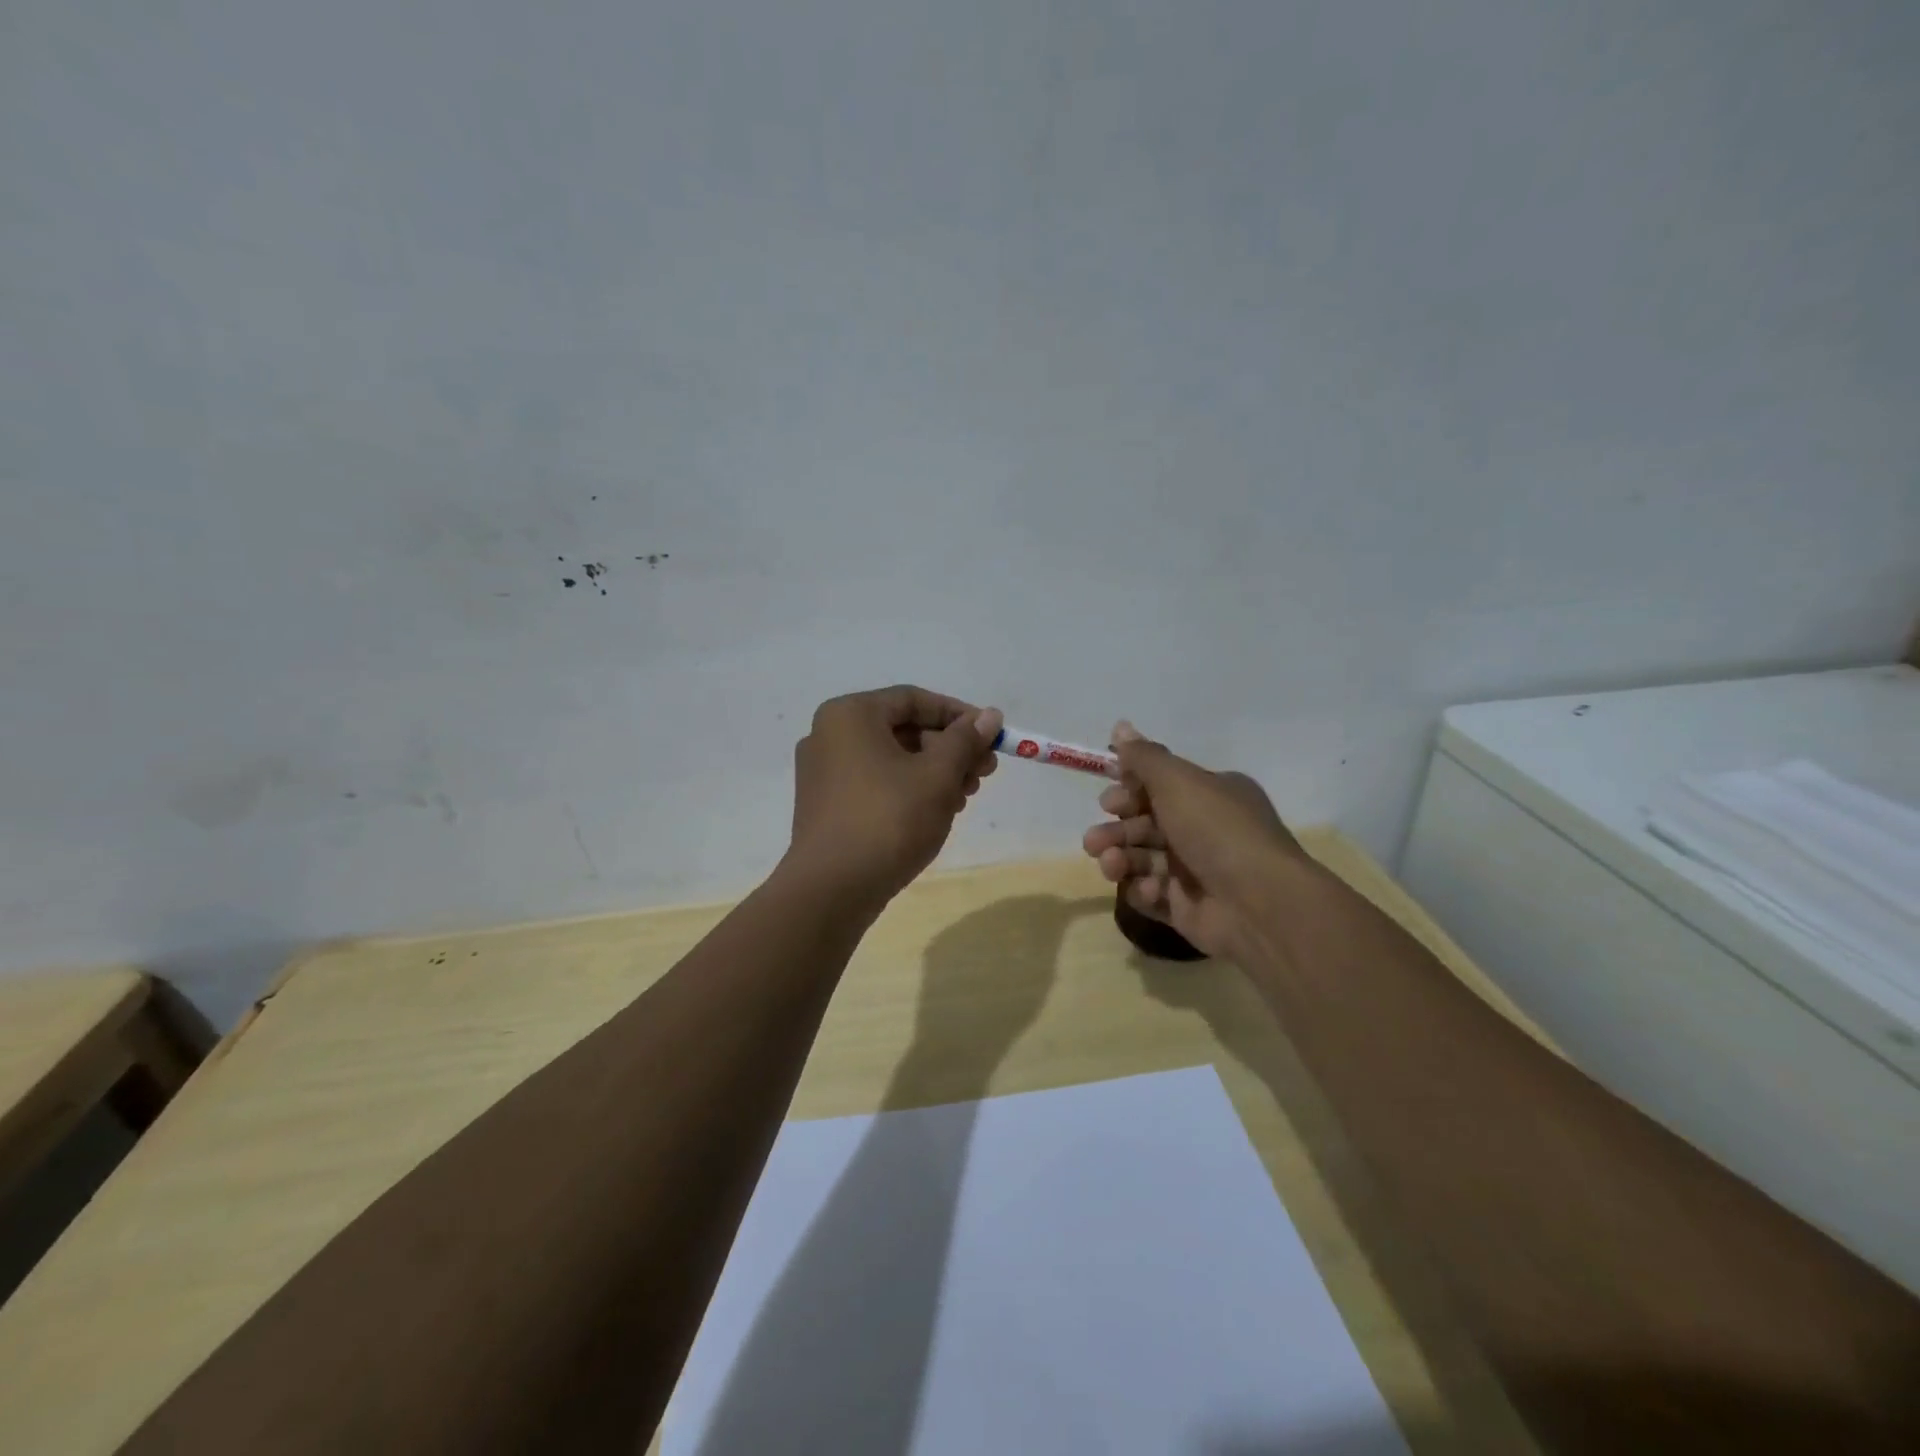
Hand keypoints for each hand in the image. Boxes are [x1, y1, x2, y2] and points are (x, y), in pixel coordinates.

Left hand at [787, 686, 1002, 912]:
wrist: (832, 889)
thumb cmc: (889, 820)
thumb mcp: (937, 776)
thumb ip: (965, 741)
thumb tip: (989, 716)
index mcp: (850, 715)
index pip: (914, 700)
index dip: (959, 715)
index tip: (991, 736)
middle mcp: (829, 735)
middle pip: (903, 729)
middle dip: (949, 749)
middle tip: (985, 772)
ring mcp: (823, 772)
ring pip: (891, 758)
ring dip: (933, 772)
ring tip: (965, 797)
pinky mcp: (825, 805)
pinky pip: (875, 782)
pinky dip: (908, 789)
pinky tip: (936, 812)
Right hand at [1081, 720, 1305, 961]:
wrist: (1259, 903)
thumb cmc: (1217, 830)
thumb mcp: (1178, 781)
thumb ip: (1144, 757)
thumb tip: (1120, 725)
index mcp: (1209, 794)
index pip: (1160, 786)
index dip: (1129, 791)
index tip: (1107, 799)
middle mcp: (1203, 830)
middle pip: (1145, 824)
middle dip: (1116, 830)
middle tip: (1096, 840)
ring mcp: (1194, 871)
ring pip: (1142, 859)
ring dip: (1120, 859)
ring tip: (1110, 864)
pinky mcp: (1186, 908)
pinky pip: (1152, 894)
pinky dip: (1143, 890)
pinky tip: (1151, 890)